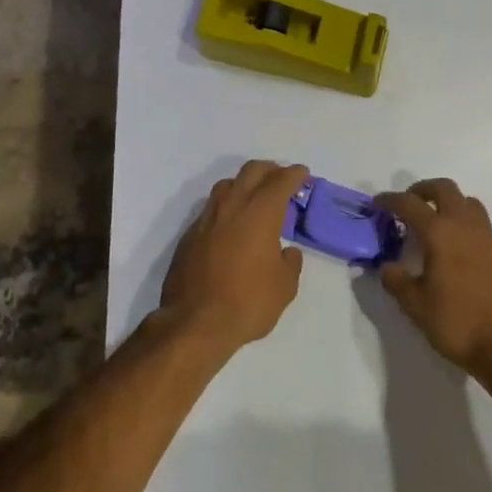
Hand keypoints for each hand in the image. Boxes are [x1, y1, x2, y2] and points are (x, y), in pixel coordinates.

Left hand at [158, 160, 308, 356]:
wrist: (194, 322)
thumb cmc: (248, 303)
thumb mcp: (285, 288)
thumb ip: (290, 263)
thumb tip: (286, 252)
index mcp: (260, 213)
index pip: (280, 181)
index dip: (294, 174)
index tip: (302, 173)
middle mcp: (232, 206)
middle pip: (252, 171)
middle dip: (270, 169)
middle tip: (281, 177)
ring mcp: (207, 218)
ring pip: (227, 185)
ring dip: (245, 183)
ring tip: (255, 196)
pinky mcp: (190, 234)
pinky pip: (212, 208)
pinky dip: (227, 207)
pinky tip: (231, 224)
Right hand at [375, 178, 491, 376]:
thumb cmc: (459, 324)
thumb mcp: (417, 307)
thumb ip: (398, 282)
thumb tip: (388, 266)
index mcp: (440, 233)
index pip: (410, 204)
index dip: (390, 200)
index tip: (378, 203)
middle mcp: (465, 226)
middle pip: (444, 189)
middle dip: (423, 190)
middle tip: (409, 204)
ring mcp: (489, 238)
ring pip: (468, 202)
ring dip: (448, 203)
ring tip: (435, 224)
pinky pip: (481, 226)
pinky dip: (465, 226)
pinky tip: (458, 252)